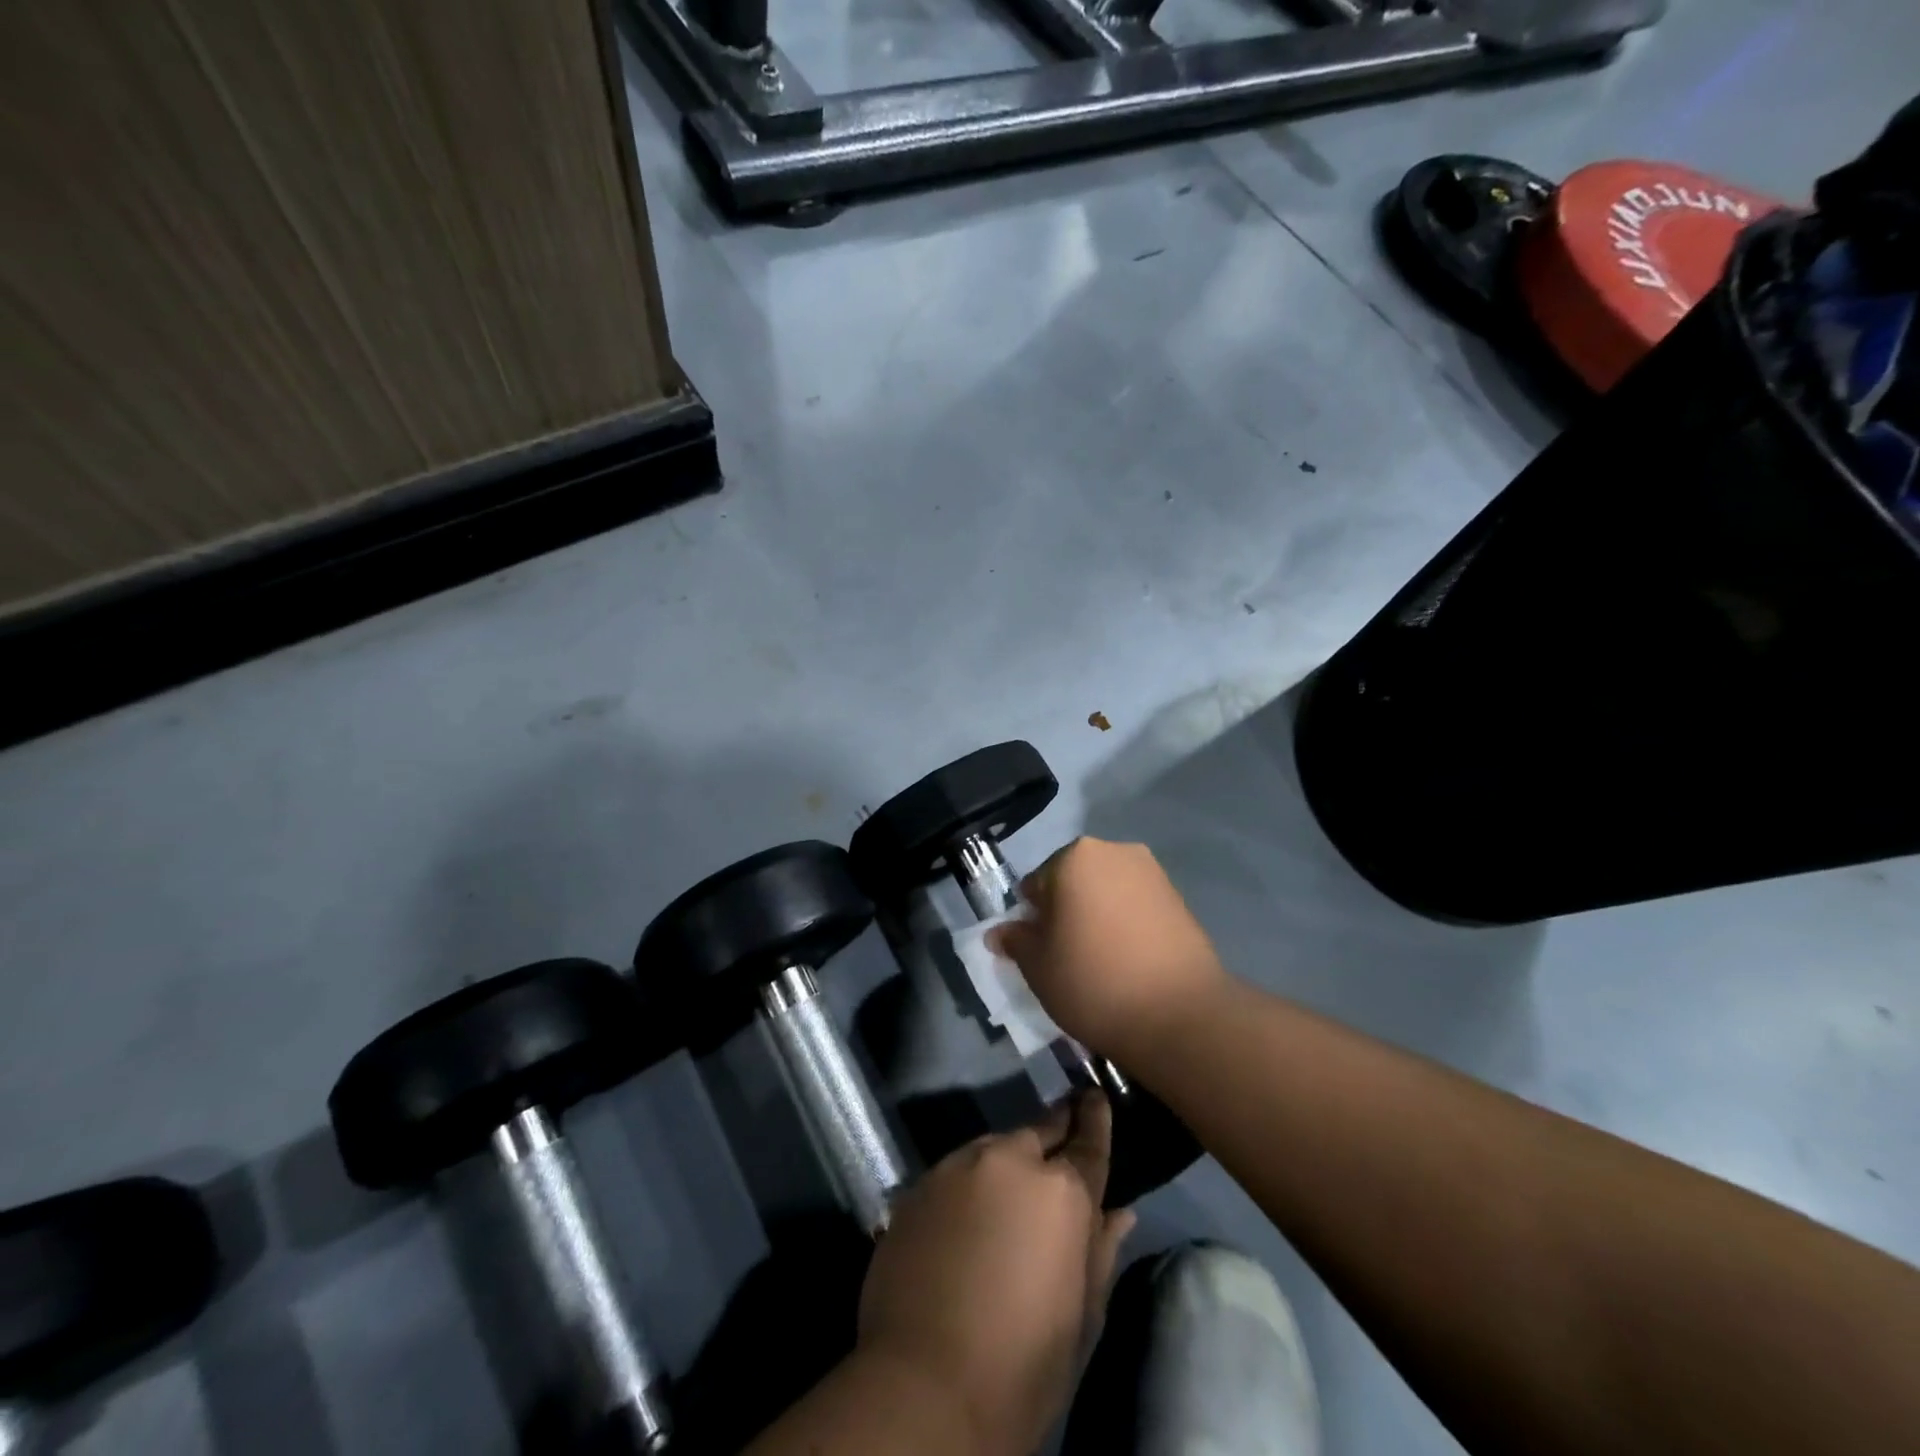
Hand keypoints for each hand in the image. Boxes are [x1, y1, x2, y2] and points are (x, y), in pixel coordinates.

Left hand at [858, 1092, 1135, 1455]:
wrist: (922, 1387)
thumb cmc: (1022, 1365)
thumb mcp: (1081, 1318)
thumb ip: (1100, 1252)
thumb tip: (1119, 1213)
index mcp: (1060, 1192)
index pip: (1087, 1141)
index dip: (1095, 1118)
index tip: (1096, 1095)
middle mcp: (1009, 1161)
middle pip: (1038, 1131)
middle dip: (1053, 1130)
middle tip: (1062, 1126)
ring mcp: (958, 1167)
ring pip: (994, 1147)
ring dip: (1009, 1160)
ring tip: (1012, 1183)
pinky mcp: (919, 1185)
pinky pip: (956, 1171)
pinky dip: (972, 1183)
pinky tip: (969, 1212)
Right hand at [990, 837, 1228, 1065]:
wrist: (1179, 1014)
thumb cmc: (1093, 981)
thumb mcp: (1037, 967)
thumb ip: (1015, 941)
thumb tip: (998, 932)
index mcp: (1074, 857)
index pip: (1036, 884)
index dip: (1032, 920)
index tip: (1041, 953)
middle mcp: (1115, 852)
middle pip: (1074, 881)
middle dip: (1067, 912)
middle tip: (1068, 957)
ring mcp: (1153, 873)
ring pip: (1107, 893)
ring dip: (1098, 917)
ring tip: (1102, 963)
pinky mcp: (1180, 899)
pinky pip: (1137, 906)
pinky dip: (1127, 926)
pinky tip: (1130, 963)